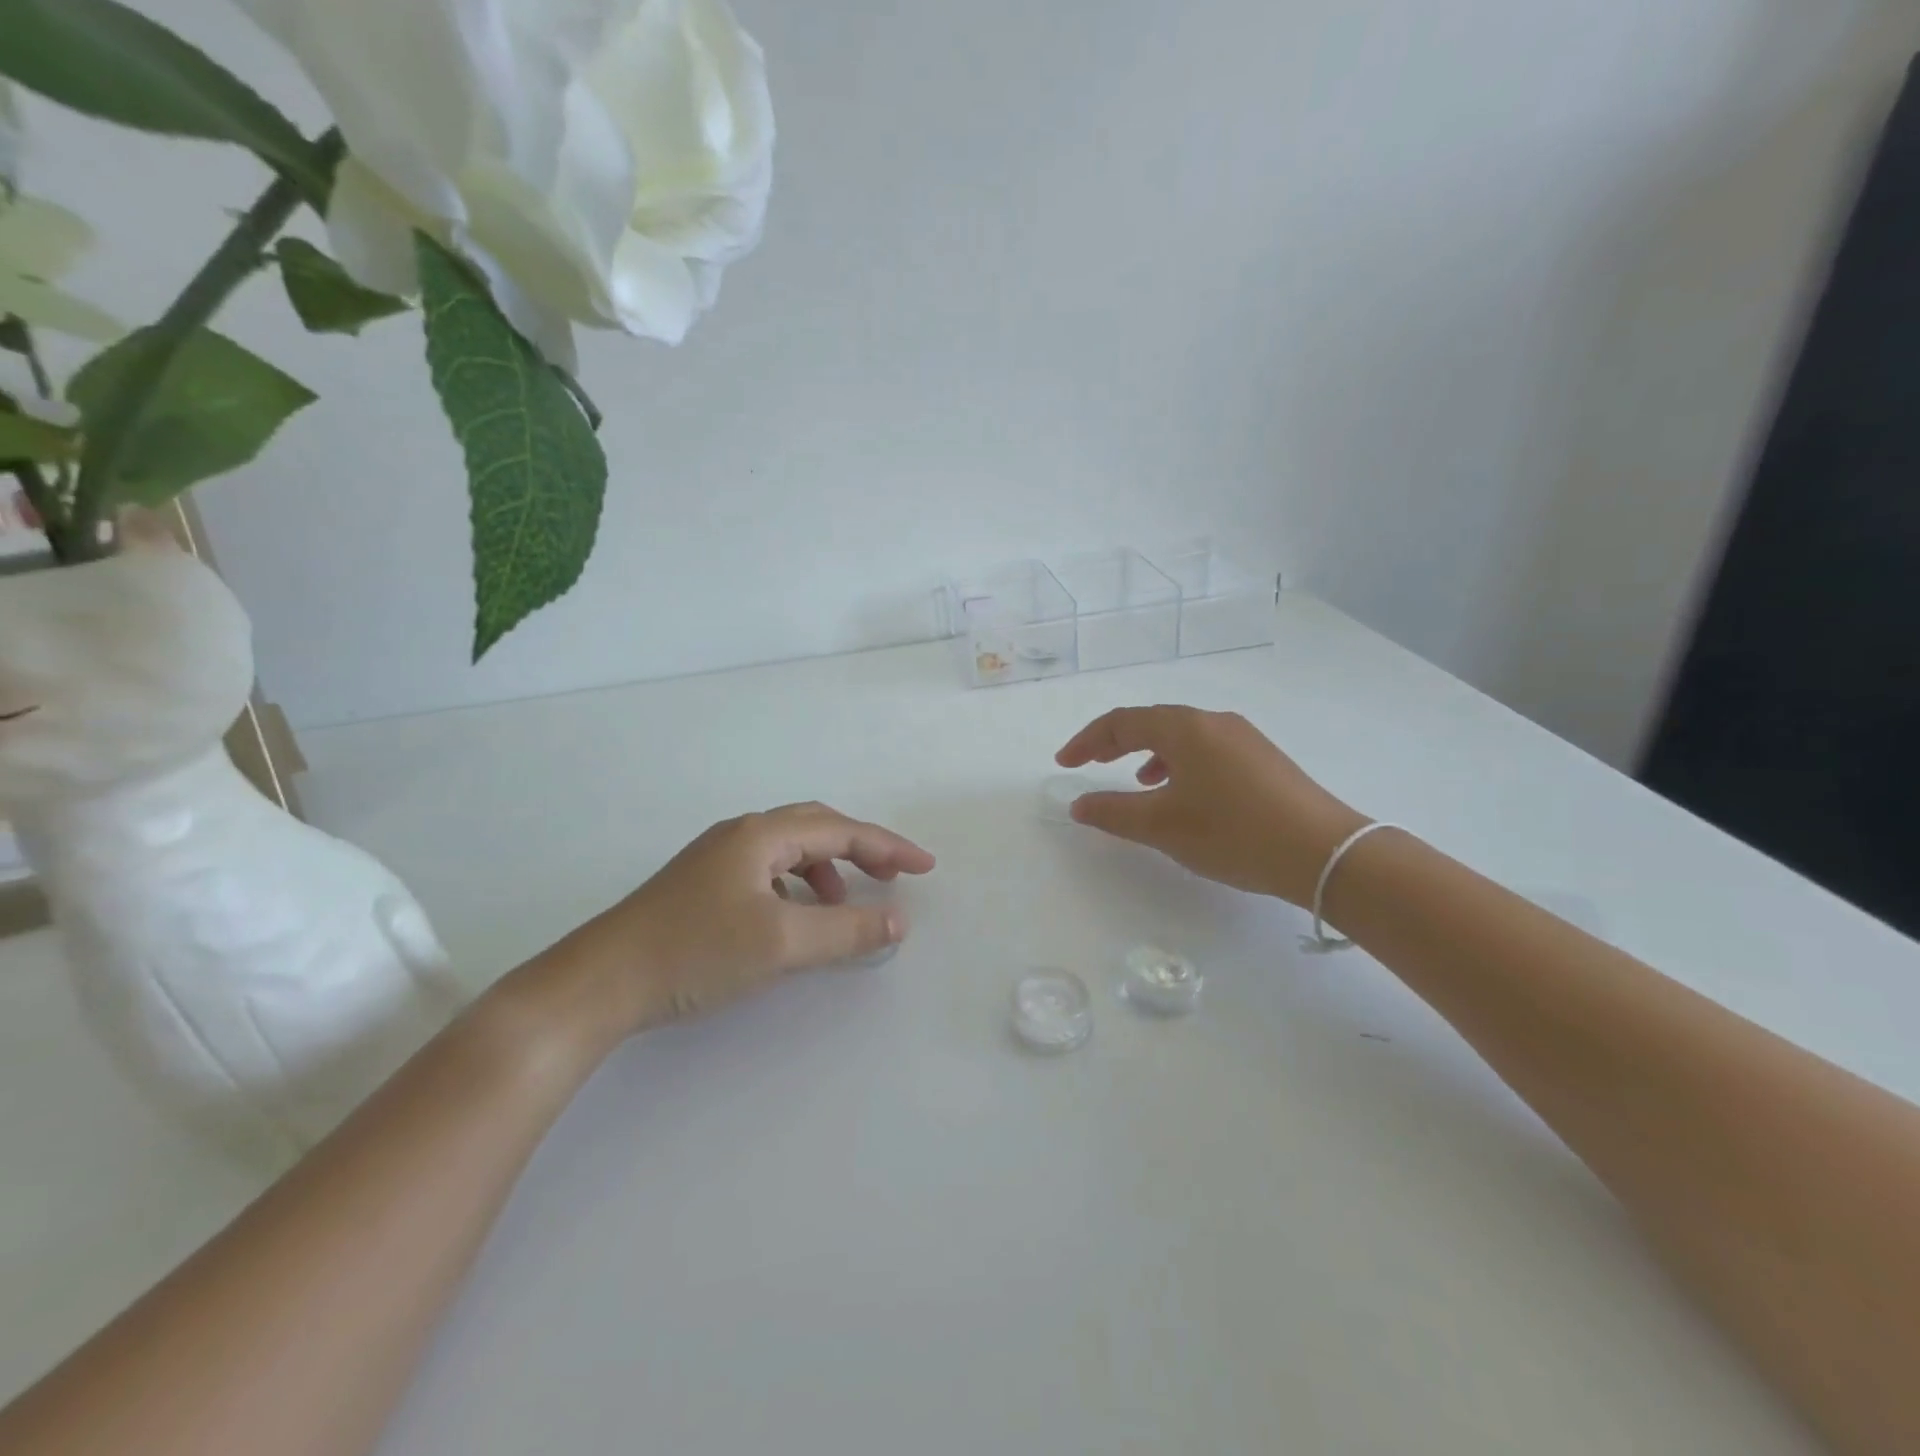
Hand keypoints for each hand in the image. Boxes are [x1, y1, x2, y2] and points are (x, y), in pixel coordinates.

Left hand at [532, 802, 935, 1040]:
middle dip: (861, 848)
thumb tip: (898, 921)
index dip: (888, 846)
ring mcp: (717, 858)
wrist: (599, 983)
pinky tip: (794, 919)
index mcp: (761, 835)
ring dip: (827, 870)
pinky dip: (797, 888)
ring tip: (843, 904)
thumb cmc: (694, 952)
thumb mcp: (780, 943)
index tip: (926, 867)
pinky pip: (768, 872)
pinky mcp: (703, 885)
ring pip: (790, 851)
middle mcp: (741, 834)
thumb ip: (845, 931)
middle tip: (894, 874)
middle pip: (816, 828)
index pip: (840, 830)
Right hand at [1056, 706, 1366, 905]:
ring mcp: (1244, 738)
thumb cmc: (1233, 832)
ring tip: (1137, 782)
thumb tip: (1078, 805)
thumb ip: (1114, 813)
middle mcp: (1214, 721)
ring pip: (1182, 736)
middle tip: (1090, 764)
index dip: (1087, 740)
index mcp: (1185, 728)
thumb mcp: (1163, 826)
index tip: (1065, 763)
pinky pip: (1206, 750)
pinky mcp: (1263, 759)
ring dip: (1149, 753)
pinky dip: (1180, 765)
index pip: (1122, 721)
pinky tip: (1184, 795)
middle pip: (1152, 722)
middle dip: (1116, 743)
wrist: (1324, 853)